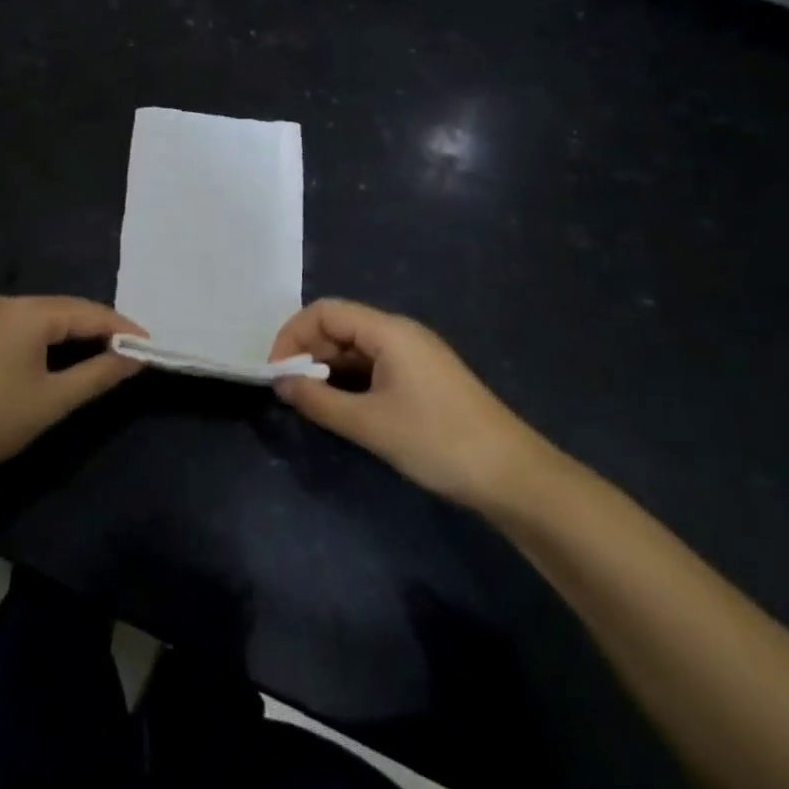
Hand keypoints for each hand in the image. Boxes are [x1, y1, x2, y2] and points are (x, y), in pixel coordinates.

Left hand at [0, 296, 145, 485]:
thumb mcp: (52, 401)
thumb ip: (98, 375)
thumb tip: (136, 356)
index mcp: (30, 312)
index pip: (90, 312)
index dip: (124, 328)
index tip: (152, 347)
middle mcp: (11, 303)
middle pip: (69, 309)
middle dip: (103, 329)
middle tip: (134, 353)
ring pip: (49, 318)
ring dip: (79, 335)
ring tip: (108, 356)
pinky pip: (29, 327)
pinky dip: (54, 340)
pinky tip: (66, 358)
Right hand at [269, 299, 557, 515]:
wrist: (512, 476)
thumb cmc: (437, 441)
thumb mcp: (370, 424)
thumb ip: (319, 401)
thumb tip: (280, 384)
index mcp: (389, 331)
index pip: (325, 312)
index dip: (293, 336)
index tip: (276, 373)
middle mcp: (401, 334)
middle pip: (340, 326)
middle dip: (308, 352)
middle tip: (289, 391)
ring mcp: (415, 356)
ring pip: (357, 348)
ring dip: (328, 369)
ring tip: (311, 402)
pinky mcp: (423, 378)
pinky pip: (375, 366)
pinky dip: (351, 381)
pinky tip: (343, 408)